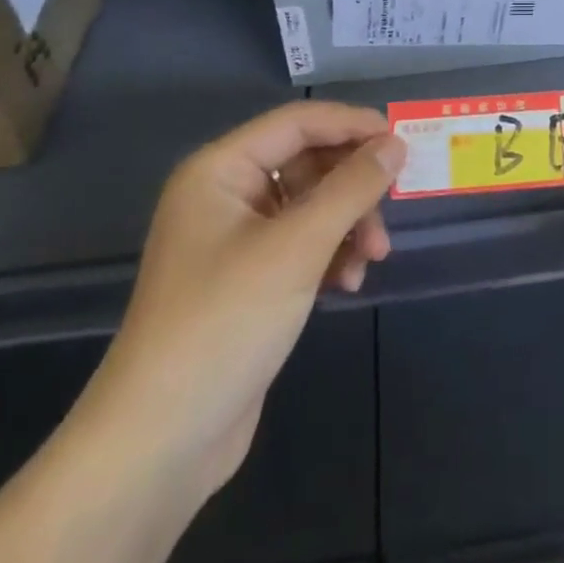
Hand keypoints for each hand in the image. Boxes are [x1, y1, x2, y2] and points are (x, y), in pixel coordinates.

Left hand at [73, 102, 402, 516]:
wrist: (162, 439)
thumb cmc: (225, 322)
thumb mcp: (297, 247)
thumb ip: (351, 189)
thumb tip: (395, 144)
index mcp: (219, 171)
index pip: (296, 123)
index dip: (350, 125)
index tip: (401, 140)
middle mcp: (224, 196)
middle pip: (306, 164)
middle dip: (351, 188)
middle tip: (388, 214)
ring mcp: (234, 240)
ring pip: (309, 207)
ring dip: (346, 225)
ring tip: (370, 259)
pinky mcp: (248, 281)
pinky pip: (301, 245)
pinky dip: (330, 255)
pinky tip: (348, 283)